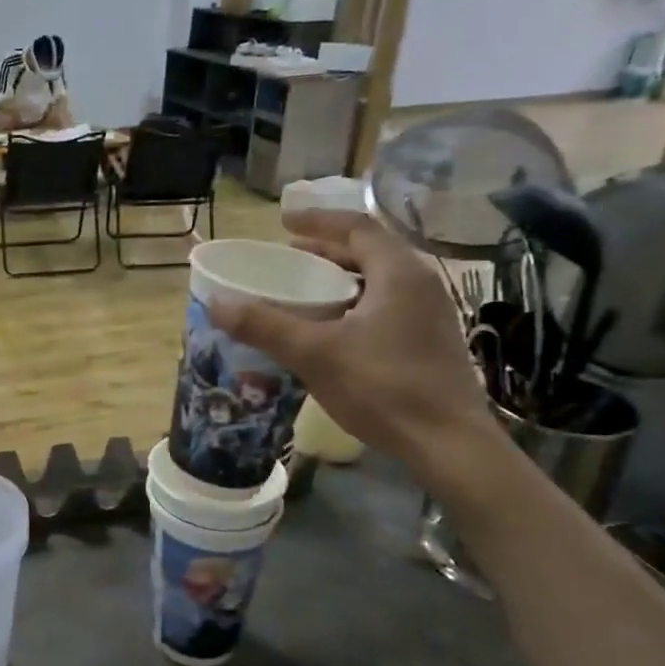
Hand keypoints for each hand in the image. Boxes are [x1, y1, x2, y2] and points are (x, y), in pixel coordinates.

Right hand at [208, 209, 494, 476]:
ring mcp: (429, 315)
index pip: (357, 227)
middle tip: (288, 257)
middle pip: (369, 252)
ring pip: (378, 281)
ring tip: (304, 290)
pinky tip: (331, 329)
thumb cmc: (383, 388)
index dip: (318, 221)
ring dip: (340, 278)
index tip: (283, 222)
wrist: (448, 444)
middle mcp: (419, 285)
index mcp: (398, 274)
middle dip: (326, 250)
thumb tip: (216, 303)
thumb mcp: (314, 354)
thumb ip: (264, 325)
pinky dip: (352, 303)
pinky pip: (384, 306)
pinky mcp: (428, 343)